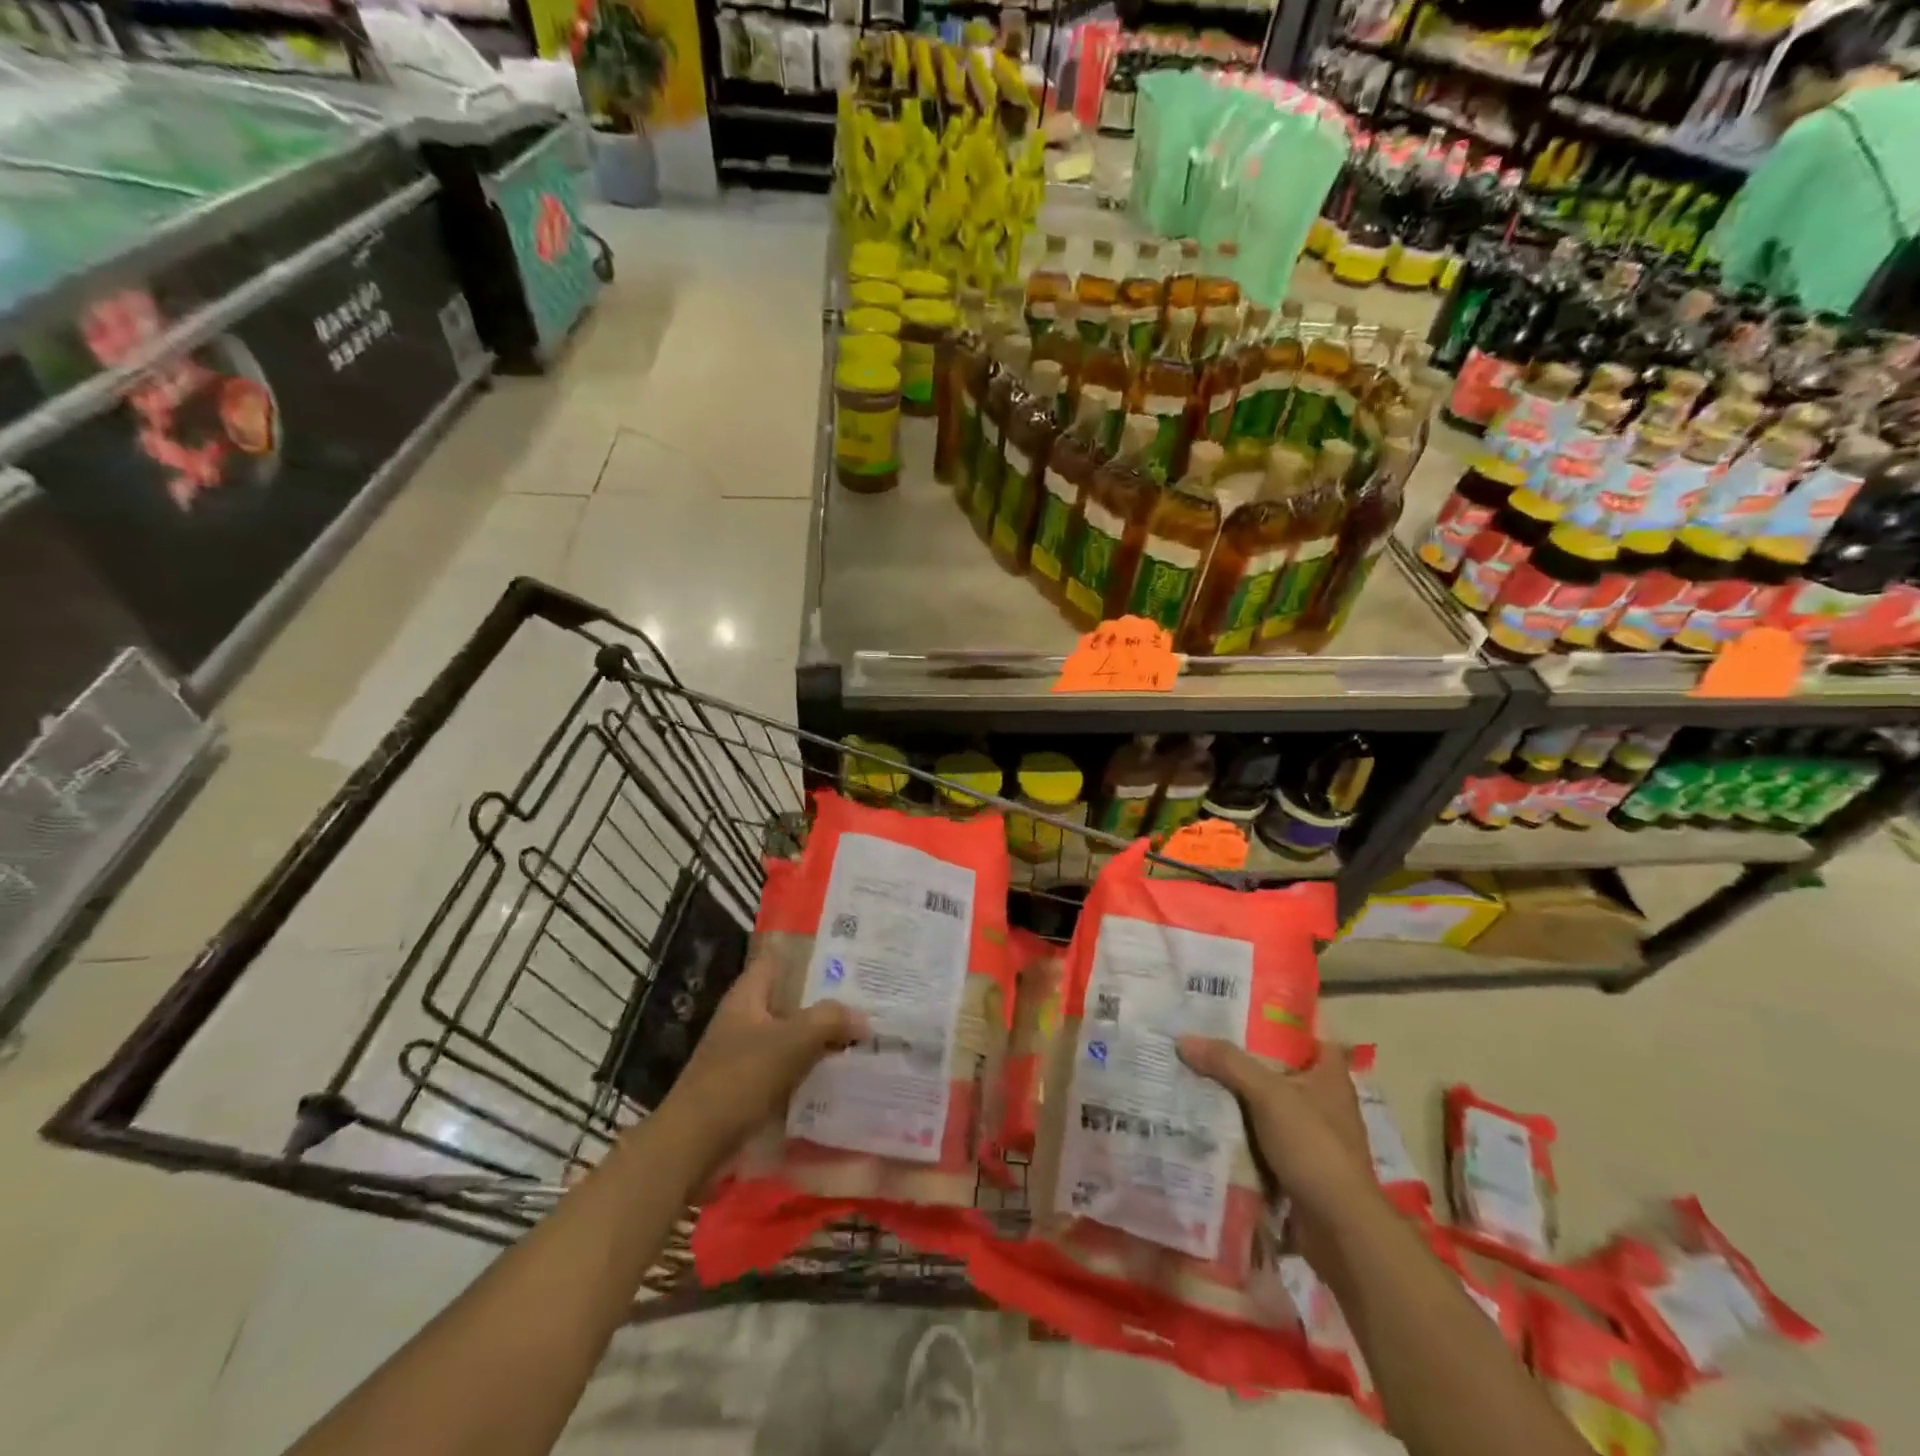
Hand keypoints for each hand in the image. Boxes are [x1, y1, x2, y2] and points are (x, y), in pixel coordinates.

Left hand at [656, 951, 867, 1169]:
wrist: (694, 1146)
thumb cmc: (739, 1079)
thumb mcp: (791, 1042)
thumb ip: (829, 1020)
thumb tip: (863, 1018)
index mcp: (747, 996)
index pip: (777, 959)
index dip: (808, 953)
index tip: (846, 956)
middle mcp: (745, 1018)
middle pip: (789, 998)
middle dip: (824, 998)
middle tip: (866, 997)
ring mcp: (746, 1053)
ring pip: (792, 1034)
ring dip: (821, 1036)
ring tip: (863, 1033)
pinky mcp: (750, 1086)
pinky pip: (789, 1066)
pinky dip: (811, 1067)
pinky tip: (841, 1073)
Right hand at [1176, 1037, 1378, 1229]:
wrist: (1339, 1229)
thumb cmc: (1314, 1147)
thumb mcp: (1268, 1094)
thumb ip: (1228, 1063)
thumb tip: (1183, 1039)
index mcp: (1330, 1076)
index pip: (1307, 1035)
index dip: (1277, 1022)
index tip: (1239, 1012)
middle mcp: (1324, 1102)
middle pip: (1279, 1069)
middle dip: (1245, 1059)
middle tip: (1204, 1042)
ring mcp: (1312, 1137)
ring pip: (1267, 1105)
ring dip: (1238, 1098)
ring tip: (1196, 1077)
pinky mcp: (1298, 1167)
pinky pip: (1262, 1138)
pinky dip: (1240, 1131)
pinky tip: (1208, 1121)